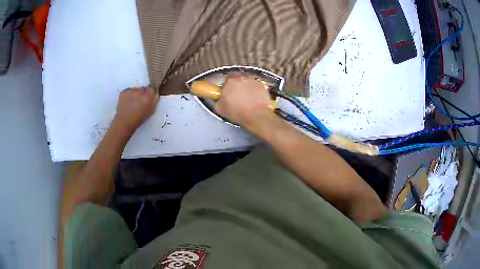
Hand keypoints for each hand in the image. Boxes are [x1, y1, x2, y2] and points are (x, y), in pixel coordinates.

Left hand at [114, 86, 159, 132]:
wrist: (124, 122)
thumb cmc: (138, 119)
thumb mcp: (150, 111)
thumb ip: (155, 101)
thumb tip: (156, 93)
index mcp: (148, 97)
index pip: (151, 89)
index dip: (150, 94)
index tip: (148, 98)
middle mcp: (140, 92)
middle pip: (143, 89)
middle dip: (142, 94)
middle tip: (139, 102)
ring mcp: (131, 91)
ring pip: (135, 90)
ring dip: (135, 94)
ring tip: (132, 103)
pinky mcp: (123, 92)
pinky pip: (127, 91)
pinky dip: (128, 95)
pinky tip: (127, 102)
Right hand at [215, 74, 273, 129]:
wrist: (256, 115)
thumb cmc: (239, 112)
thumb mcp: (220, 109)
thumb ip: (218, 101)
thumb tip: (219, 101)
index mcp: (230, 81)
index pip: (227, 80)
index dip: (227, 87)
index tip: (228, 93)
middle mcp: (241, 78)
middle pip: (238, 79)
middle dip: (237, 86)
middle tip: (237, 95)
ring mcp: (253, 80)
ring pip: (248, 81)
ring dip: (246, 87)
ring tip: (246, 97)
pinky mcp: (262, 85)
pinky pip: (257, 86)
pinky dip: (255, 90)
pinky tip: (254, 98)